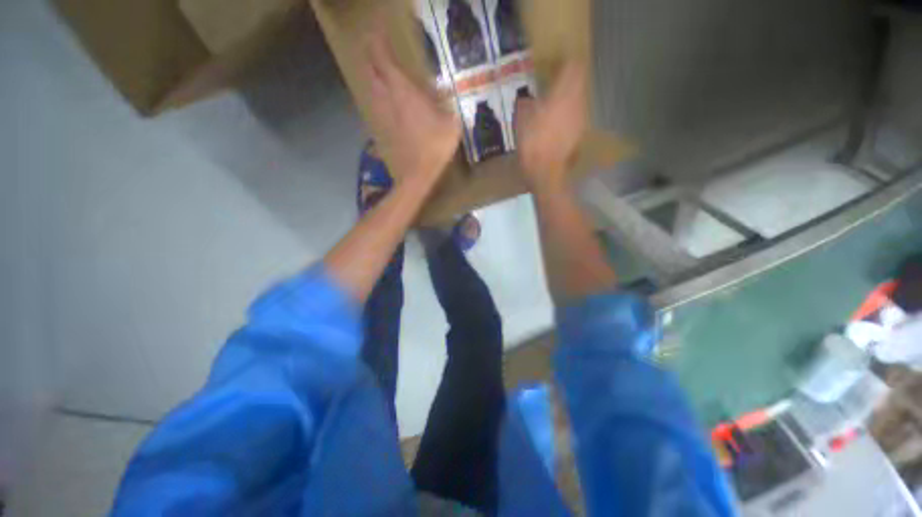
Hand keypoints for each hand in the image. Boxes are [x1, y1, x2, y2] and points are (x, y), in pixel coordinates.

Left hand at [365, 35, 460, 182]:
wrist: (418, 174)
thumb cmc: (435, 147)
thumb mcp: (450, 125)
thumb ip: (447, 106)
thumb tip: (444, 94)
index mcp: (404, 92)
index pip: (384, 60)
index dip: (378, 45)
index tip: (378, 34)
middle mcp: (389, 100)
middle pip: (372, 73)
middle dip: (371, 60)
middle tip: (376, 54)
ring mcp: (384, 116)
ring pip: (372, 90)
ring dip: (373, 79)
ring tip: (378, 75)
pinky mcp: (384, 130)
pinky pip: (377, 108)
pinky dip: (378, 100)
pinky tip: (384, 103)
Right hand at [514, 62, 587, 190]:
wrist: (545, 170)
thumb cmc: (533, 142)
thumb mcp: (521, 119)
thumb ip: (525, 103)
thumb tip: (528, 100)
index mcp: (564, 92)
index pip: (574, 66)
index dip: (566, 61)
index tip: (556, 62)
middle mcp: (578, 101)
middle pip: (579, 81)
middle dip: (569, 79)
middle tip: (555, 81)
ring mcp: (581, 118)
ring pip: (579, 98)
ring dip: (569, 97)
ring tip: (555, 102)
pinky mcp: (580, 133)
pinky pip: (576, 115)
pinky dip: (569, 114)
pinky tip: (557, 122)